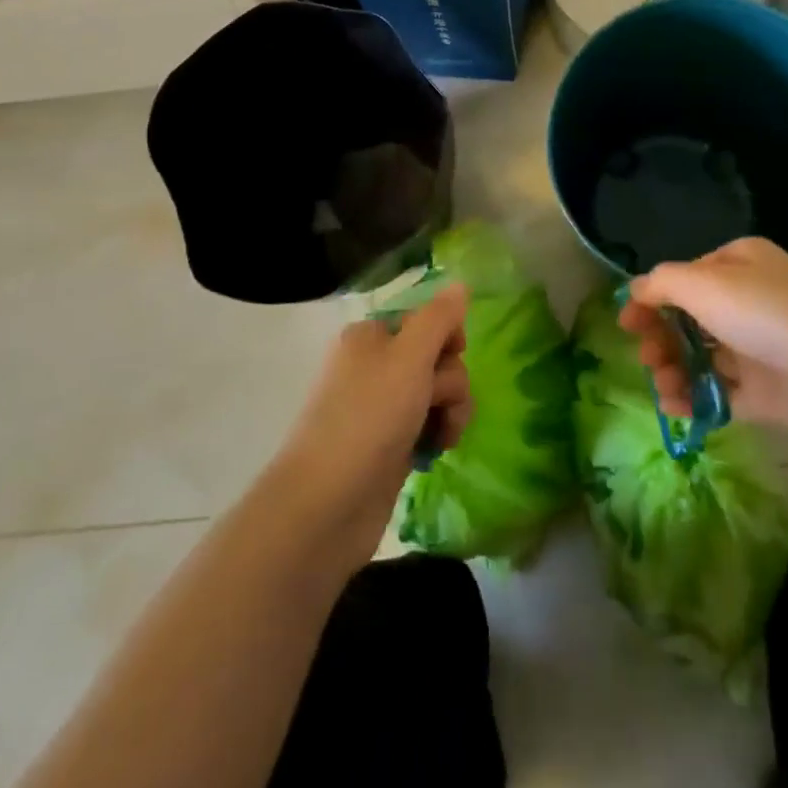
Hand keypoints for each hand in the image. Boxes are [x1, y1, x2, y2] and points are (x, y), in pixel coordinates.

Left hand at [270, 287, 472, 563]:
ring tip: (441, 436)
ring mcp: (382, 408)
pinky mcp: (390, 445)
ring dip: (450, 411)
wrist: (327, 504)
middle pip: (437, 357)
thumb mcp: (409, 357)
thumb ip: (439, 318)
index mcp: (371, 337)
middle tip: (435, 402)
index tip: (454, 353)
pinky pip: (429, 425)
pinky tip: (433, 451)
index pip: (426, 319)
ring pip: (438, 393)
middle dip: (450, 381)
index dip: (448, 336)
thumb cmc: (368, 417)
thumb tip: (460, 283)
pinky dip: (436, 434)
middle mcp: (375, 367)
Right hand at [618, 238, 787, 450]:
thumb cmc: (766, 315)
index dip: (651, 299)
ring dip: (673, 369)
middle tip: (646, 356)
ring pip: (702, 356)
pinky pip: (721, 392)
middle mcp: (750, 300)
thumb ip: (662, 283)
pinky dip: (695, 398)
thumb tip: (637, 290)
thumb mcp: (704, 284)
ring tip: (663, 385)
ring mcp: (760, 347)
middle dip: (661, 337)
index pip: (685, 278)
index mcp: (739, 264)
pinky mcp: (768, 391)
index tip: (626, 324)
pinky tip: (675, 408)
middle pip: (690, 318)